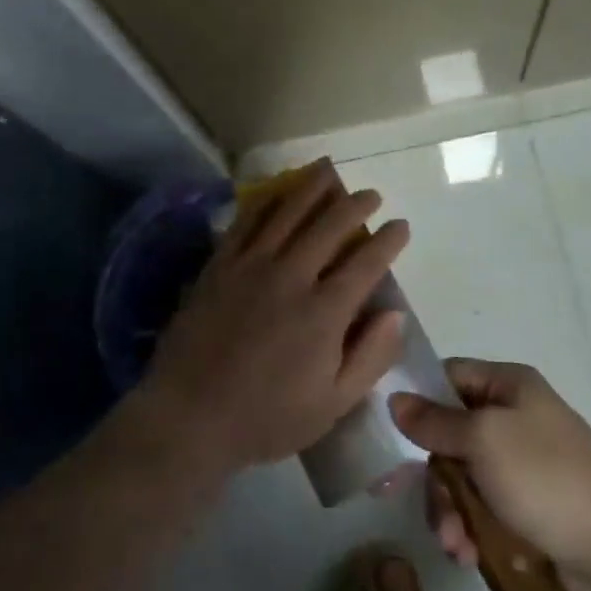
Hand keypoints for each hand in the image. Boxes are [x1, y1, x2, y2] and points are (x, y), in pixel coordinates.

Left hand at [136, 162, 410, 476]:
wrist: (189, 416)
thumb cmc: (267, 418)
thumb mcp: (333, 404)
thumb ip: (370, 356)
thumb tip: (395, 312)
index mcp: (324, 312)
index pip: (367, 263)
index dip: (388, 240)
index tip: (400, 225)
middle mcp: (291, 277)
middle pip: (330, 226)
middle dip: (356, 205)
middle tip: (370, 195)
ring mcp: (250, 266)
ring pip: (288, 213)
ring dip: (313, 189)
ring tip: (329, 172)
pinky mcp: (219, 266)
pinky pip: (246, 223)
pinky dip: (265, 202)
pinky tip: (275, 193)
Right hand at [391, 360, 590, 590]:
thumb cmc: (549, 480)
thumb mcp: (484, 440)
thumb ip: (434, 421)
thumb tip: (395, 398)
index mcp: (509, 386)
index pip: (446, 376)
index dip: (417, 400)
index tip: (390, 432)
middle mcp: (514, 418)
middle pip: (447, 434)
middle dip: (435, 475)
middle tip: (435, 506)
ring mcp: (521, 466)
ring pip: (459, 478)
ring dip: (449, 511)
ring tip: (457, 544)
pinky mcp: (526, 509)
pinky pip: (480, 510)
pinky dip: (469, 530)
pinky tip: (470, 556)